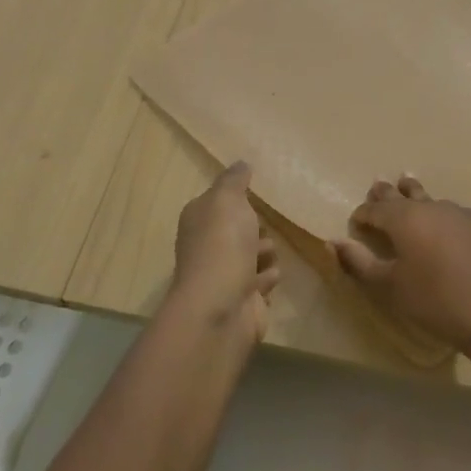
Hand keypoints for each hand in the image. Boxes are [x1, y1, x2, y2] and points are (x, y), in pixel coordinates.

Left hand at [171, 161, 279, 341]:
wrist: (222, 307)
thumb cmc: (223, 245)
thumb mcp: (227, 200)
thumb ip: (234, 180)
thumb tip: (241, 163)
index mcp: (199, 220)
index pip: (218, 203)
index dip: (236, 199)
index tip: (256, 195)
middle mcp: (207, 246)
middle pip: (236, 230)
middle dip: (254, 227)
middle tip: (265, 227)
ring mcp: (224, 275)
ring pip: (251, 256)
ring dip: (264, 253)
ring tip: (268, 254)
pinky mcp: (242, 299)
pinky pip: (261, 281)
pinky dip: (267, 277)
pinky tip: (271, 276)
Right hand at [332, 176, 470, 355]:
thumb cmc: (434, 301)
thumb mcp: (389, 286)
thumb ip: (359, 261)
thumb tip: (334, 242)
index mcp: (403, 218)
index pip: (374, 209)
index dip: (362, 214)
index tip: (356, 223)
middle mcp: (428, 206)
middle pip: (400, 193)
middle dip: (385, 194)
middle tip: (376, 189)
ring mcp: (456, 212)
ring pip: (427, 197)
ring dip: (412, 195)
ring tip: (406, 188)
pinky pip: (449, 210)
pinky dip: (437, 211)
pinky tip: (440, 223)